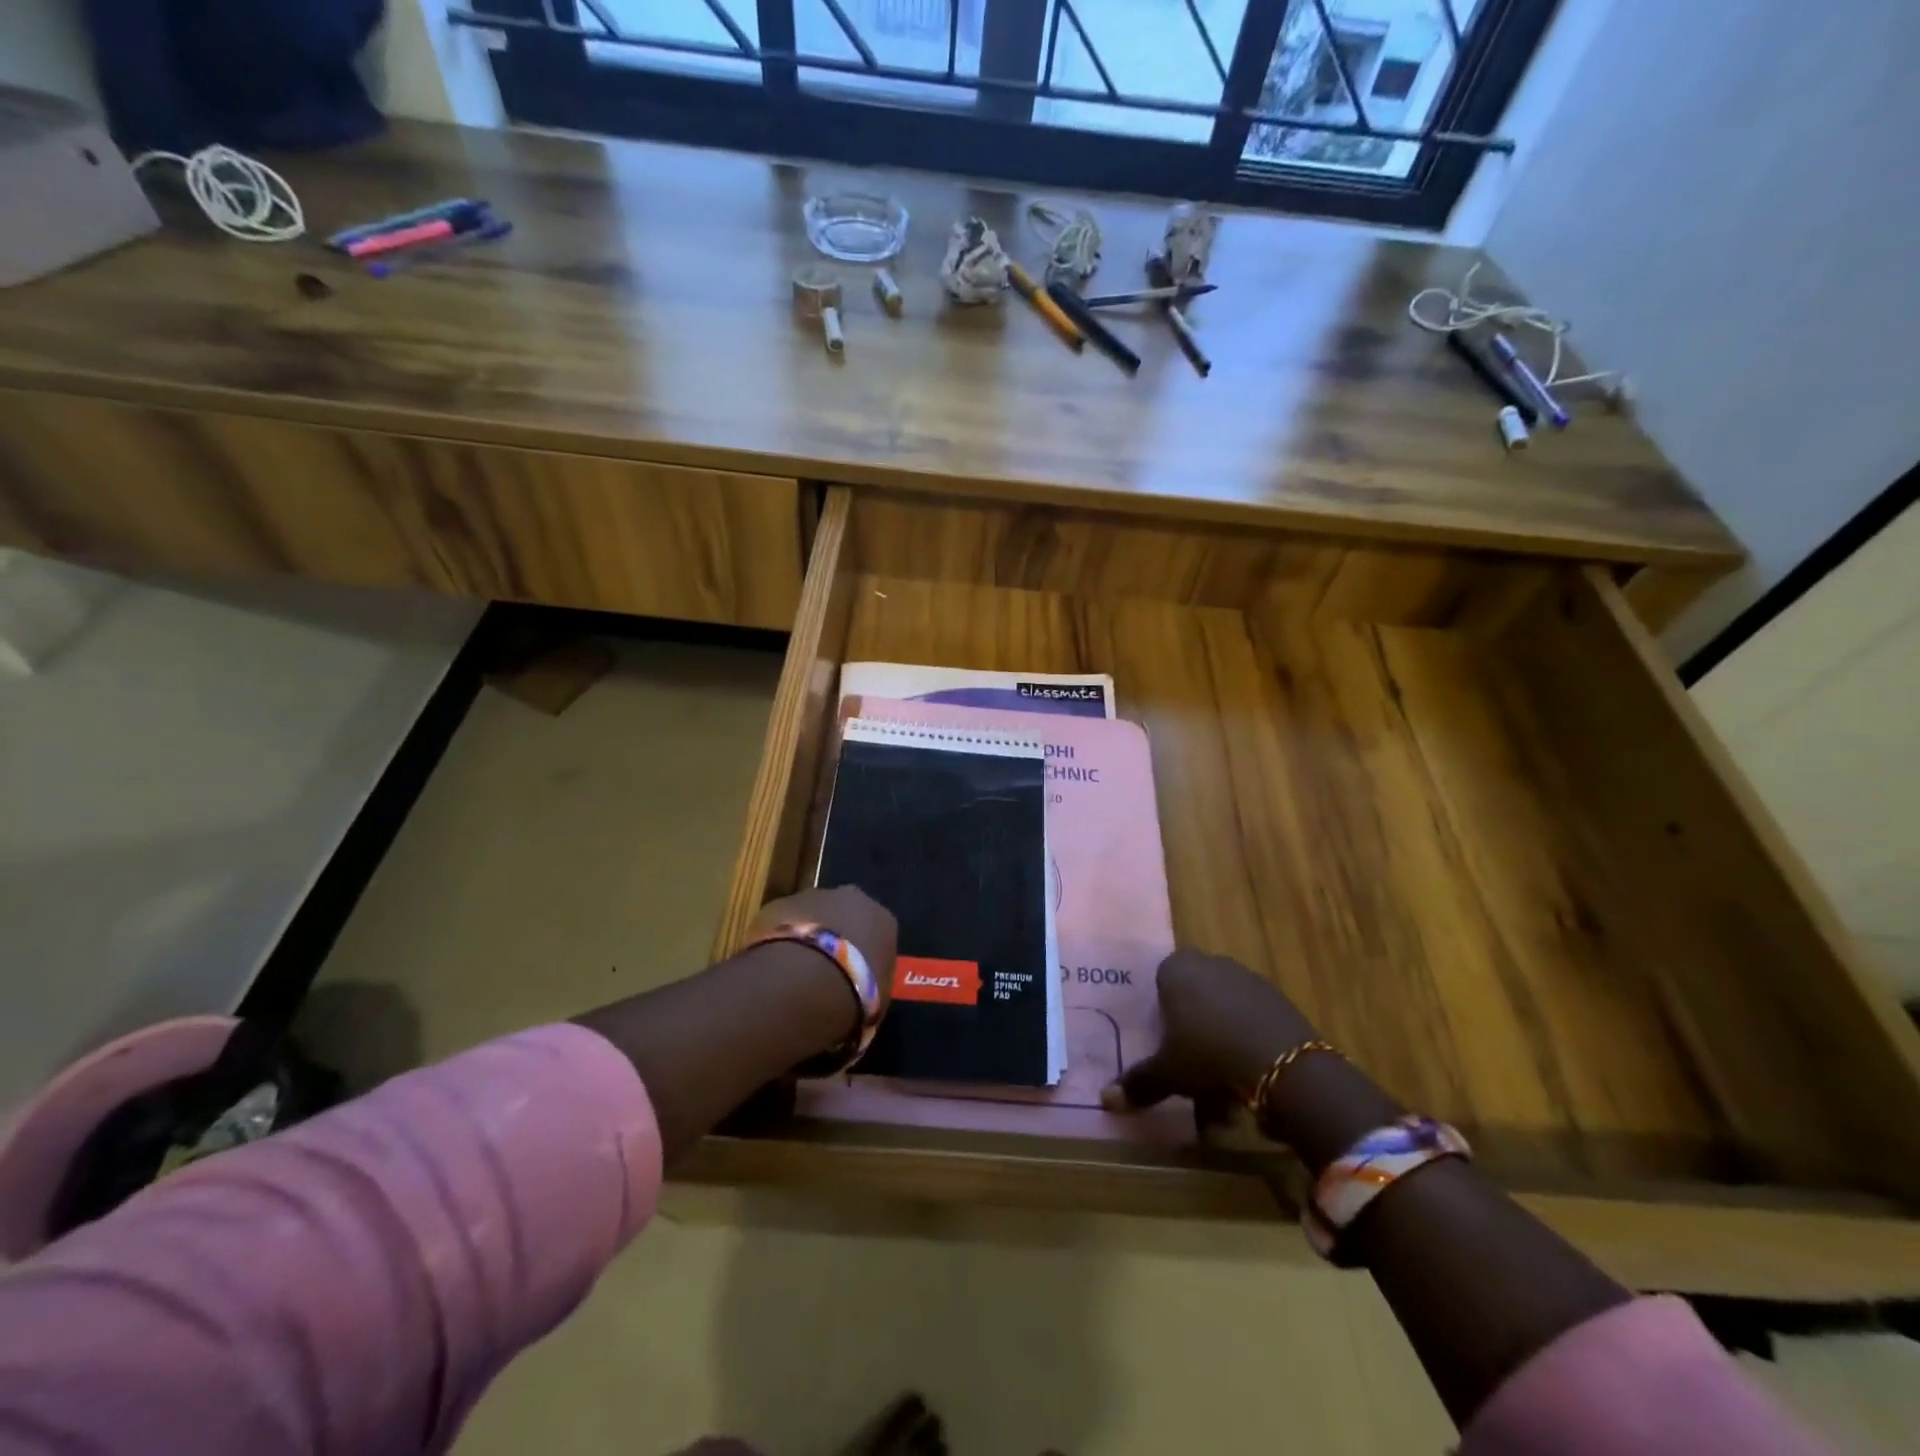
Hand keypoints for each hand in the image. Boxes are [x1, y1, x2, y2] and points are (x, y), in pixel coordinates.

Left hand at [752, 884, 897, 1010]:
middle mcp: (852, 899)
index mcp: (883, 920)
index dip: (864, 956)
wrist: (803, 981)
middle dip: (835, 935)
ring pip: (811, 915)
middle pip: (845, 914)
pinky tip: (772, 966)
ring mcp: (812, 897)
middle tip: (823, 969)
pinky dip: (778, 940)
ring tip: (793, 971)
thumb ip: (872, 986)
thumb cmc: (853, 995)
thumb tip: (863, 992)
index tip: (854, 976)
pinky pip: (780, 923)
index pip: (877, 933)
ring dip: (805, 936)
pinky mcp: (777, 903)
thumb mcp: (878, 1002)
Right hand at [1100, 949, 1317, 1112]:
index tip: (1164, 1043)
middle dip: (1191, 1030)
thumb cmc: (1208, 1054)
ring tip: (1221, 1089)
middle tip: (1189, 1067)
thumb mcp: (1168, 1073)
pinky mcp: (1278, 999)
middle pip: (1194, 996)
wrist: (1283, 1063)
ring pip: (1223, 1011)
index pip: (1160, 981)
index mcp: (1177, 969)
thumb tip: (1105, 1099)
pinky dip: (1247, 1045)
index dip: (1161, 1012)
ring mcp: (1247, 978)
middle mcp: (1211, 964)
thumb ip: (1138, 1082)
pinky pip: (1251, 1021)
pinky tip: (1249, 1079)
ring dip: (1220, 1042)